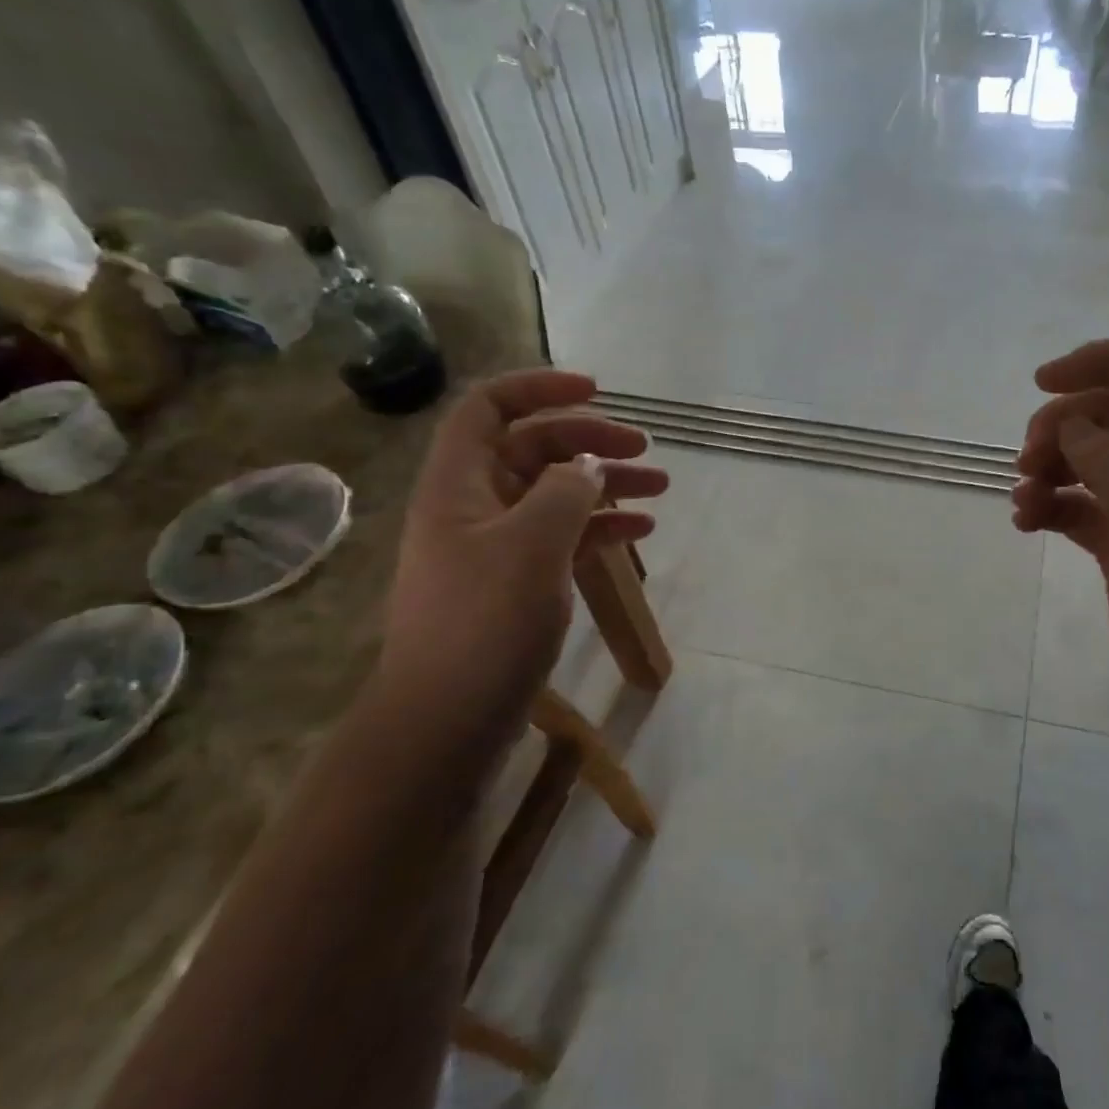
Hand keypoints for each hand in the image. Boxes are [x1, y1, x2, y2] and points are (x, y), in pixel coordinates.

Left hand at [373, 369, 666, 740]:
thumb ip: (567, 491)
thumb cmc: (484, 624)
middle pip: (534, 448)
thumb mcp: (532, 545)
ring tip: (661, 488)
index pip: (491, 407)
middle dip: (590, 441)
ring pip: (556, 494)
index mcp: (460, 483)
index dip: (540, 387)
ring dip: (606, 485)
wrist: (447, 722)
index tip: (596, 390)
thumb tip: (589, 466)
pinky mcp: (517, 582)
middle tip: (645, 449)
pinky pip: (563, 537)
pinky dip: (600, 528)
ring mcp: (497, 546)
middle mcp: (475, 505)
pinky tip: (639, 534)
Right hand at [1013, 340, 1108, 738]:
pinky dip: (1053, 508)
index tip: (1042, 384)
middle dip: (1064, 425)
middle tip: (1027, 460)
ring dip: (1052, 469)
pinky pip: (1084, 510)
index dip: (1101, 362)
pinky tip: (1027, 525)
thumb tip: (1073, 423)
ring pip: (1094, 463)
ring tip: (1022, 501)